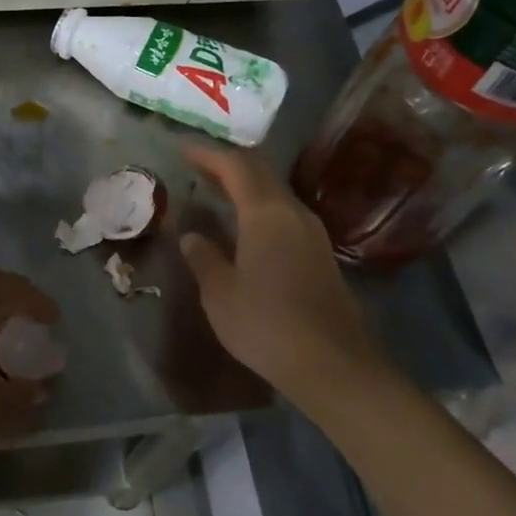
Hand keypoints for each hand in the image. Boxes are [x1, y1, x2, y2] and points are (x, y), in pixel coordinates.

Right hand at [179, 146, 398, 413]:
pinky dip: (260, 208)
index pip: (236, 167)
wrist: (332, 365)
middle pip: (260, 174)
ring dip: (246, 187)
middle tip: (198, 167)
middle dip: (228, 166)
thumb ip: (204, 258)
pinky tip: (245, 227)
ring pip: (275, 194)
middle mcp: (294, 213)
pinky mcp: (321, 255)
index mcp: (266, 214)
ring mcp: (313, 234)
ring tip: (217, 193)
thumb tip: (192, 236)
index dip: (208, 155)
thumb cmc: (266, 325)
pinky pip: (285, 215)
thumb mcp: (220, 293)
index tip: (183, 150)